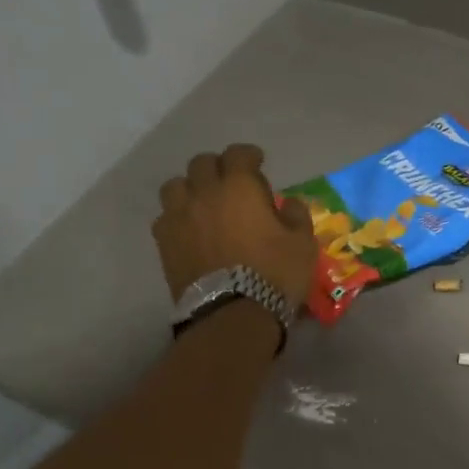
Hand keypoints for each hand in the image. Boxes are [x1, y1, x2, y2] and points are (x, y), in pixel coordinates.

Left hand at [153, 143, 317, 310]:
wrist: (233, 313)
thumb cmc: (274, 274)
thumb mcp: (303, 243)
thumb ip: (296, 215)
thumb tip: (288, 204)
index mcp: (239, 187)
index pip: (238, 155)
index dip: (248, 155)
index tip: (257, 162)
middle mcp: (204, 193)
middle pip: (202, 164)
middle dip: (218, 167)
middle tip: (231, 183)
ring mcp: (179, 217)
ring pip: (175, 186)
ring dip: (191, 188)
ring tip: (203, 203)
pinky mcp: (165, 242)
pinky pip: (165, 217)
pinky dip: (177, 216)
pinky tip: (189, 229)